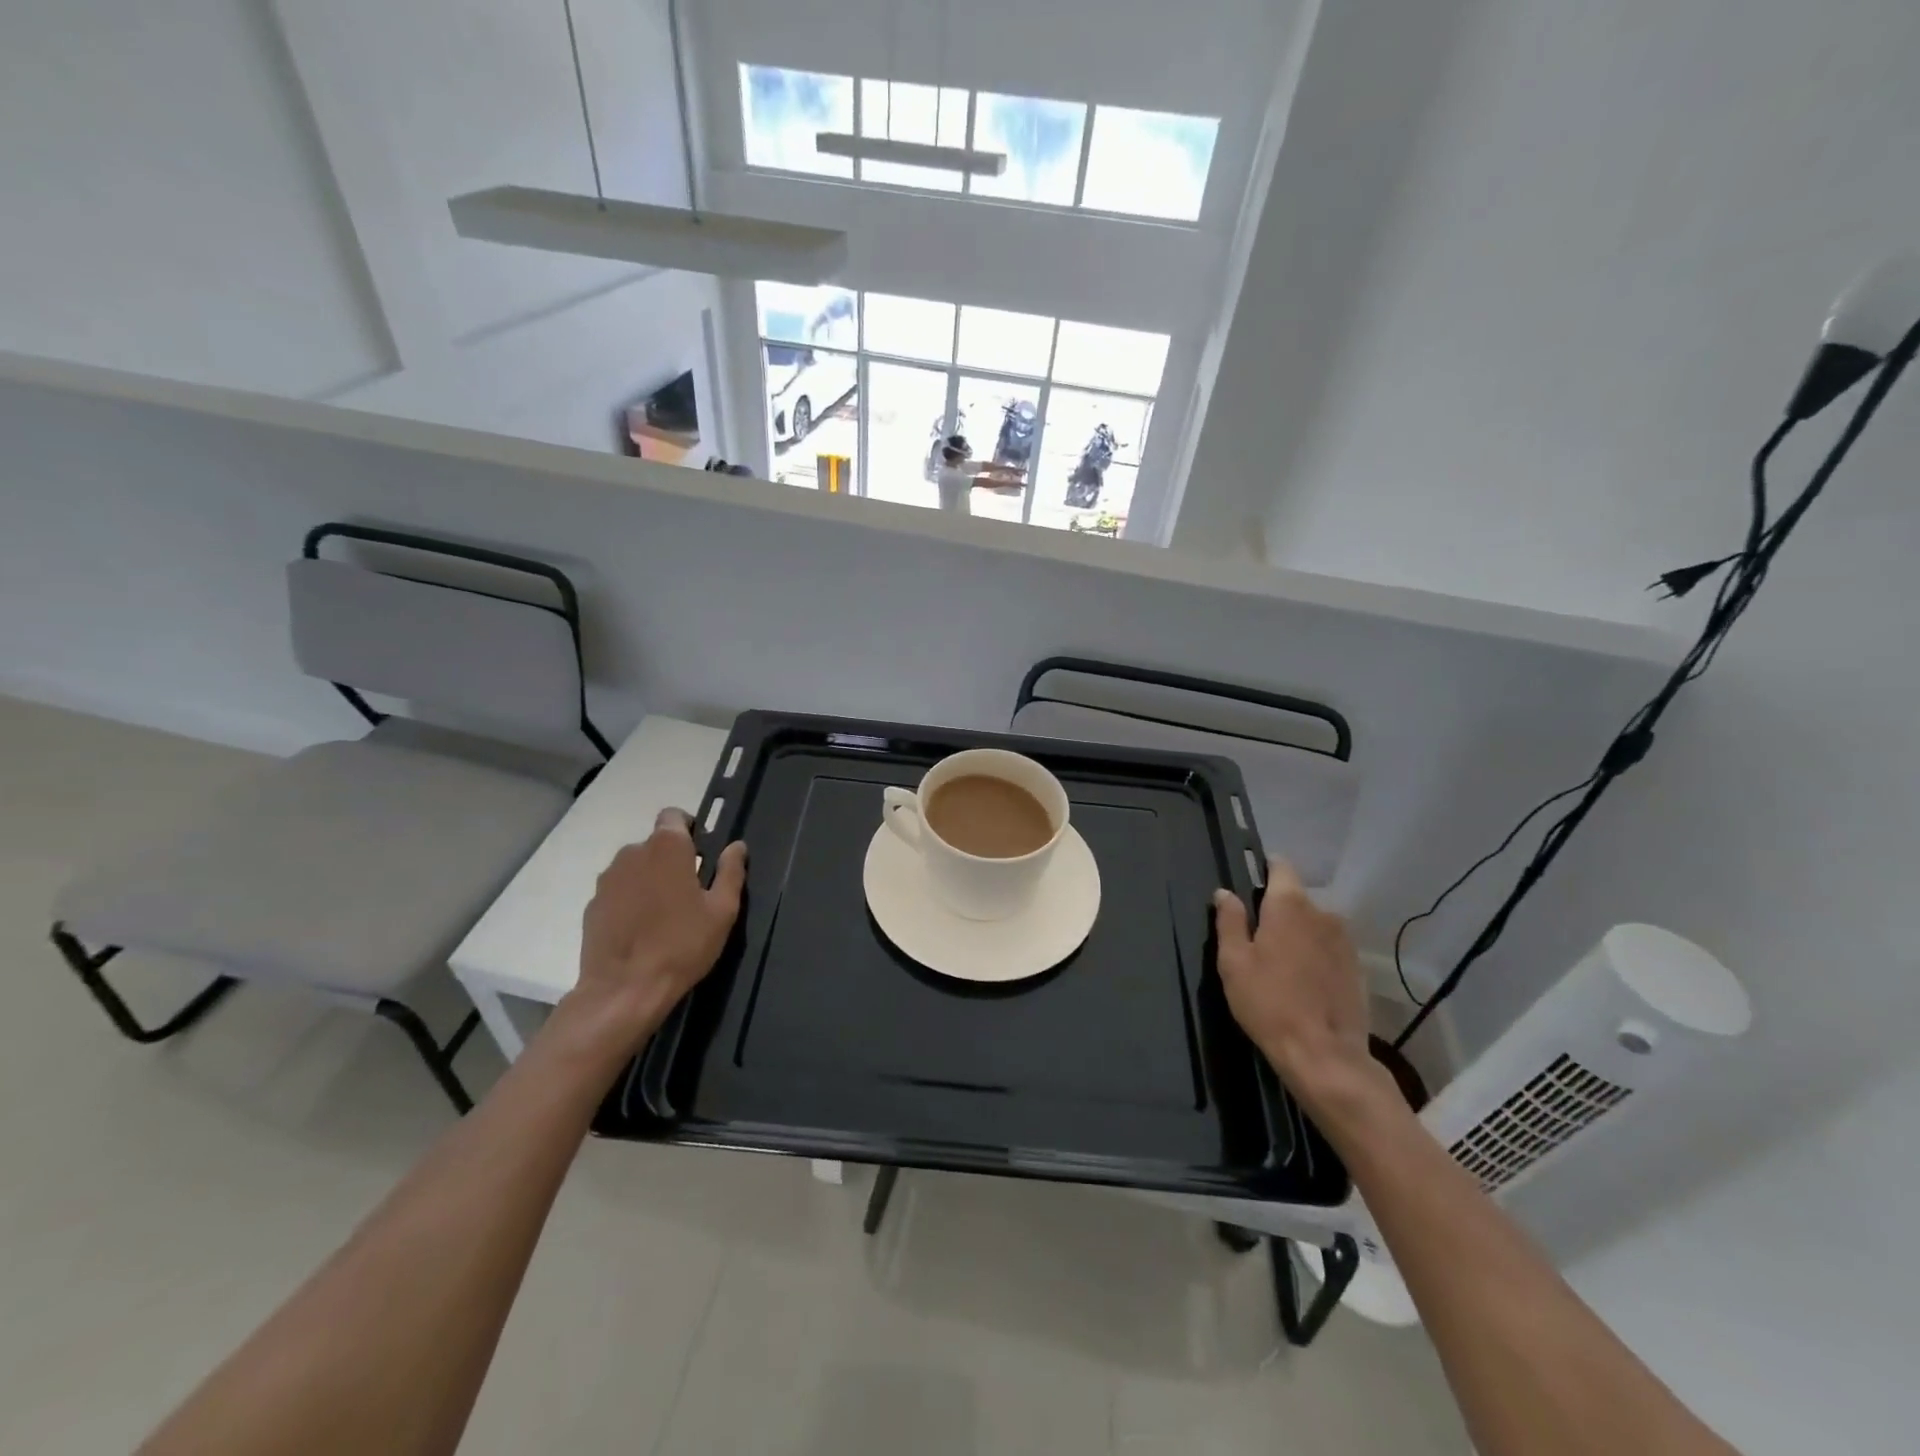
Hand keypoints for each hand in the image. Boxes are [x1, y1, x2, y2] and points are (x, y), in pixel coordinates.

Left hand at [569, 809, 747, 1050]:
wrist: (624, 989)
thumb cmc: (682, 945)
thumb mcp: (722, 911)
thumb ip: (731, 872)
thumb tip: (736, 846)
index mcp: (667, 847)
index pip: (674, 816)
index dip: (689, 828)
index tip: (702, 853)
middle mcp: (632, 853)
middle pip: (655, 844)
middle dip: (672, 859)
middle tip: (690, 891)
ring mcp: (607, 880)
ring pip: (635, 868)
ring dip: (650, 880)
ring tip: (664, 914)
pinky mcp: (592, 905)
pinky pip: (618, 892)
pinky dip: (630, 901)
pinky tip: (642, 931)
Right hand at [1212, 859, 1396, 1138]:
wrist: (1325, 1055)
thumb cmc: (1268, 1002)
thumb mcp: (1234, 962)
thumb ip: (1229, 921)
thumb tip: (1225, 893)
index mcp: (1289, 905)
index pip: (1281, 867)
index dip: (1264, 869)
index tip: (1250, 884)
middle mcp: (1323, 913)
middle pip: (1296, 898)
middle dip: (1277, 910)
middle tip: (1256, 938)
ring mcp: (1345, 941)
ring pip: (1314, 924)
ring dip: (1298, 934)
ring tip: (1280, 963)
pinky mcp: (1357, 968)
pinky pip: (1329, 948)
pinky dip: (1315, 955)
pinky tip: (1302, 982)